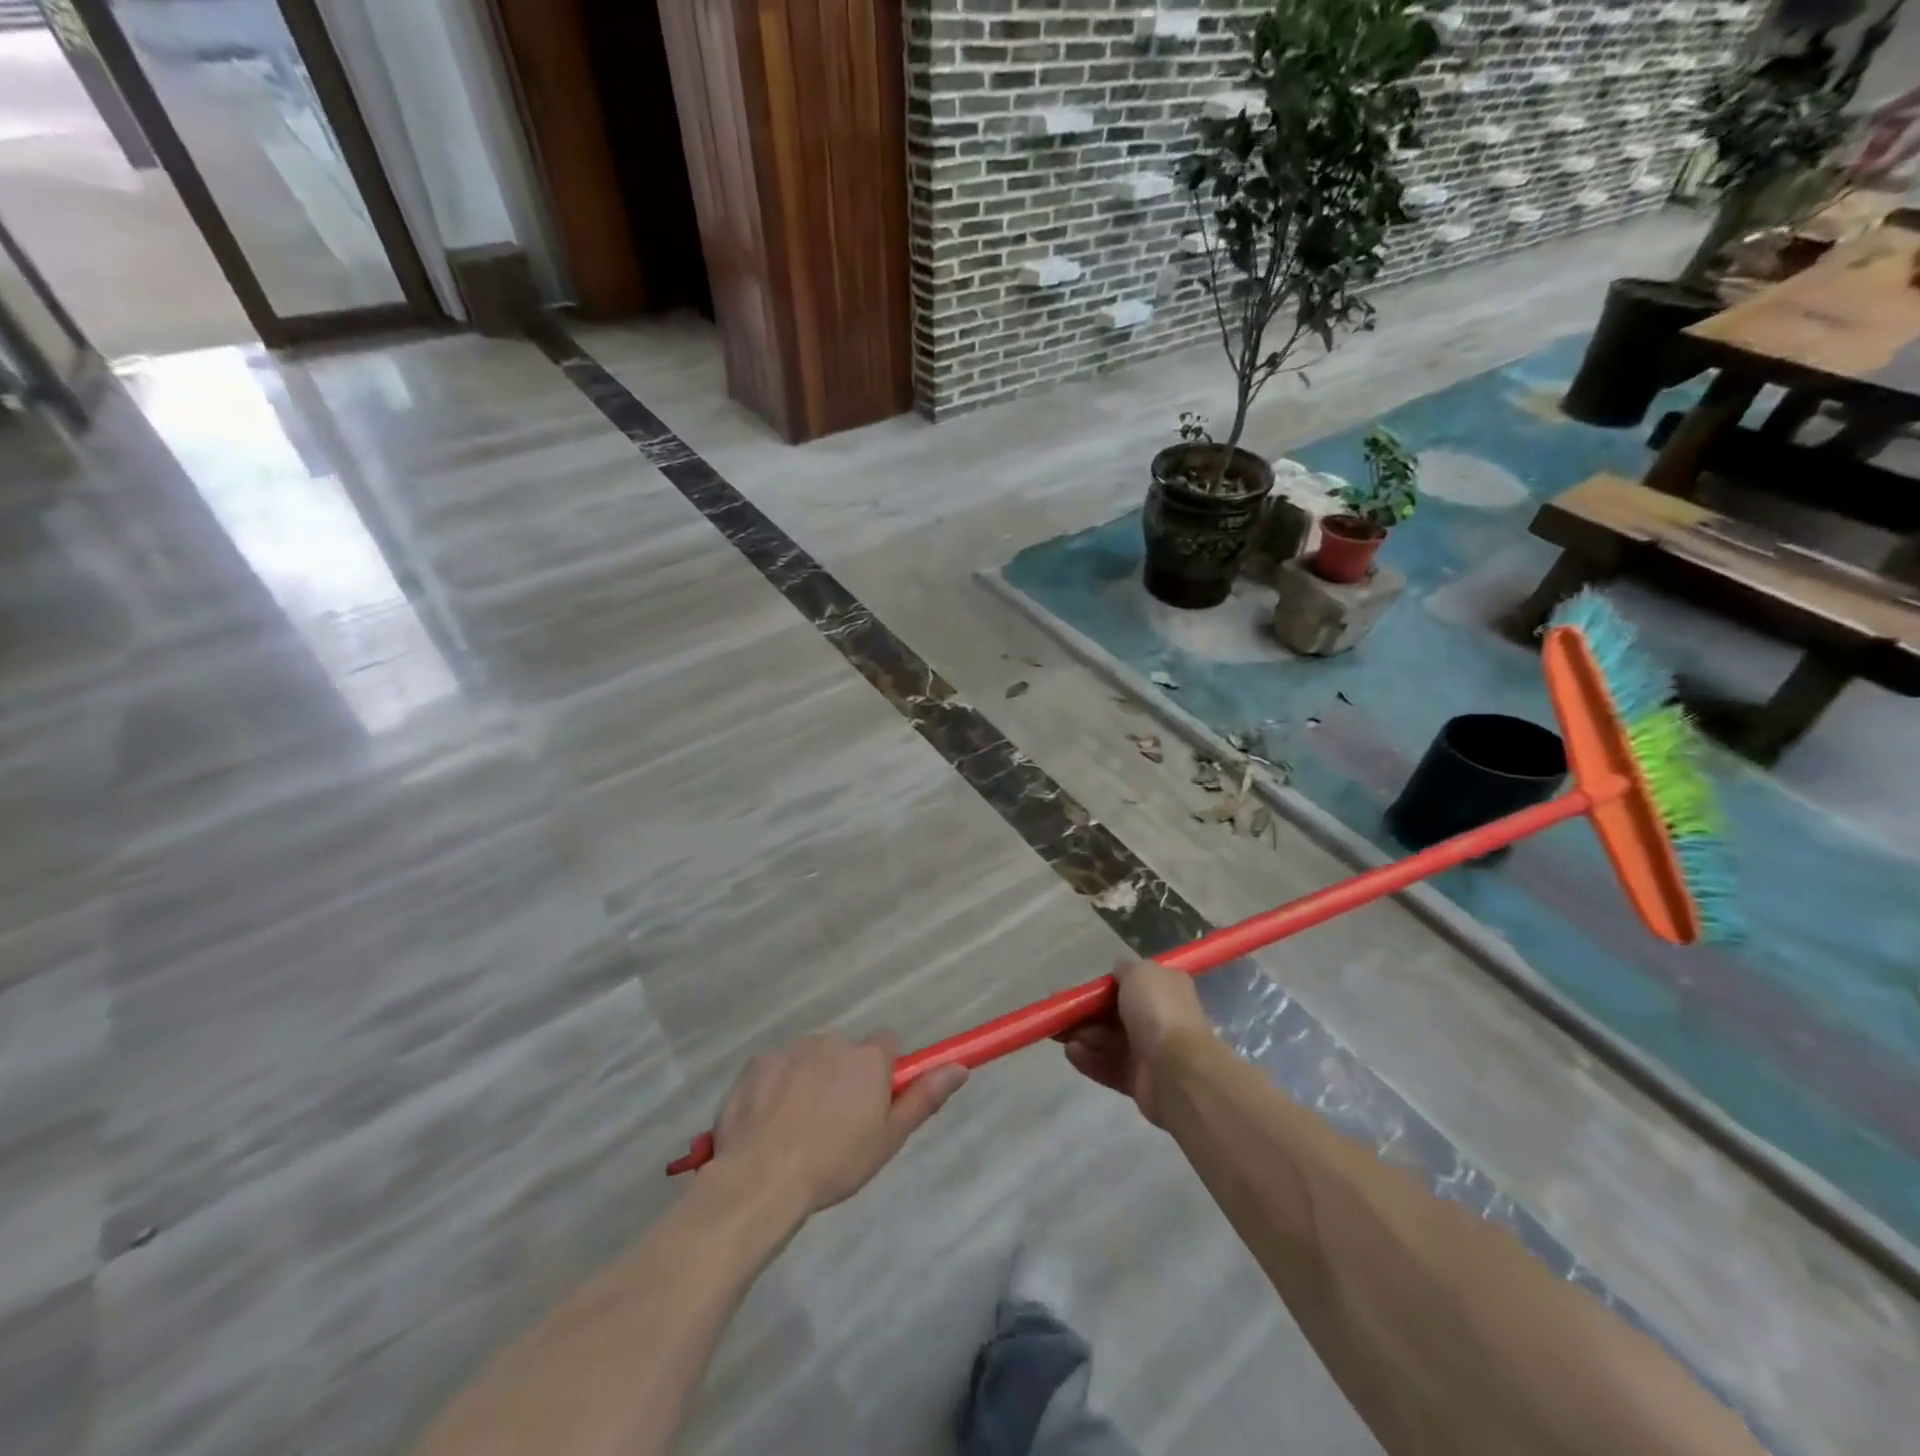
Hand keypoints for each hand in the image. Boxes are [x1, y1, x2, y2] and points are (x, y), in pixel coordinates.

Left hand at [711, 1033, 967, 1215]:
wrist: (762, 1178)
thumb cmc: (835, 1163)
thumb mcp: (889, 1139)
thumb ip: (924, 1098)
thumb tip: (959, 1067)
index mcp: (867, 1058)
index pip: (886, 1045)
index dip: (882, 1073)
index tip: (873, 1104)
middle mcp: (832, 1042)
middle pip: (845, 1053)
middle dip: (842, 1078)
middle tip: (833, 1125)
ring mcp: (791, 1049)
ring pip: (809, 1060)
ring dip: (809, 1081)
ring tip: (797, 1129)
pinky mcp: (757, 1063)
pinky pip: (775, 1069)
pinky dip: (775, 1088)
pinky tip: (768, 1123)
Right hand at [1058, 960, 1214, 1124]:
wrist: (1178, 1069)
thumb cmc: (1158, 1011)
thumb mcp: (1140, 972)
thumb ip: (1124, 969)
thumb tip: (1118, 973)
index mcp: (1166, 990)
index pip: (1131, 985)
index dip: (1104, 987)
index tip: (1080, 989)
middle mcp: (1159, 1019)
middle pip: (1115, 1014)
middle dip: (1086, 1013)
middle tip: (1061, 1012)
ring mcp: (1150, 1052)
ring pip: (1109, 1041)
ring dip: (1083, 1036)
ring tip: (1059, 1033)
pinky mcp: (1139, 1081)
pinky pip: (1109, 1067)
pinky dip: (1089, 1060)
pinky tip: (1071, 1052)